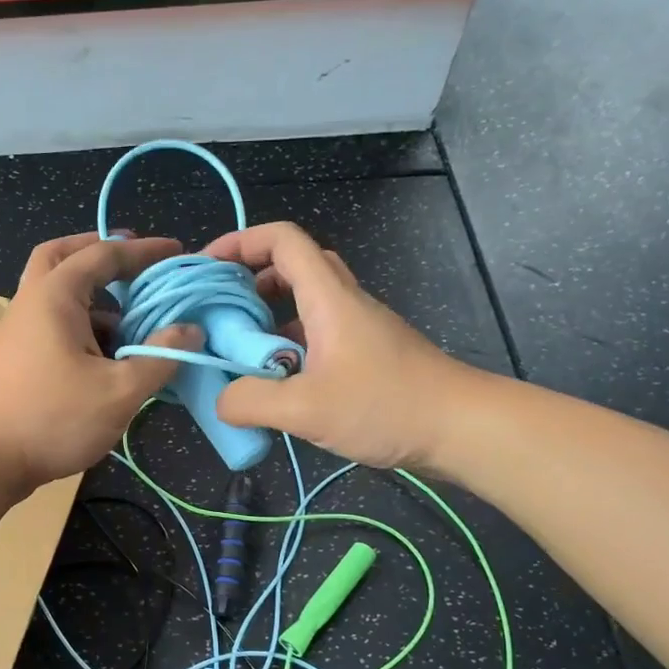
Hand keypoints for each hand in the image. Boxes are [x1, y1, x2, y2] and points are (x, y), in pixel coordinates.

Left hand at [0, 233, 196, 489]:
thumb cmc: (52, 418)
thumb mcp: (119, 390)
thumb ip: (160, 356)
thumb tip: (191, 330)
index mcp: (54, 295)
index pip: (103, 254)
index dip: (143, 250)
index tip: (176, 252)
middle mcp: (31, 303)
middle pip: (62, 258)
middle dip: (100, 254)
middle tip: (133, 266)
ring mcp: (17, 332)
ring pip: (57, 296)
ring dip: (94, 299)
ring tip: (133, 322)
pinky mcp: (15, 360)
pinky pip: (53, 327)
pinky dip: (83, 327)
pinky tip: (108, 358)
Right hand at [204, 222, 481, 471]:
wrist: (461, 428)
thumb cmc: (386, 406)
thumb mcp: (306, 409)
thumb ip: (252, 402)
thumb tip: (220, 400)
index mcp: (328, 298)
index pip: (282, 241)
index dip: (240, 242)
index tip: (207, 268)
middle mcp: (343, 303)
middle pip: (293, 266)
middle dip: (250, 279)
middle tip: (220, 310)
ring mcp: (357, 330)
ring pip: (305, 304)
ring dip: (268, 317)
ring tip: (238, 350)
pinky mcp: (366, 356)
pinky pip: (317, 336)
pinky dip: (288, 346)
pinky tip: (274, 382)